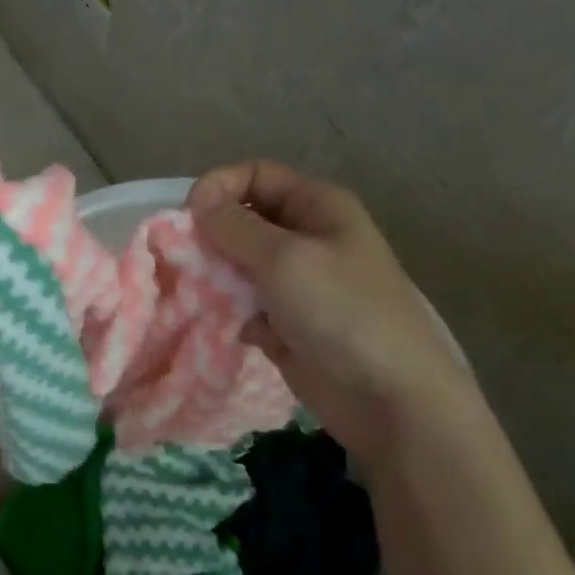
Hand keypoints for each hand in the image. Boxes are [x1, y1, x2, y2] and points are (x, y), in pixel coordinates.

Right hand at [189, 160, 473, 460]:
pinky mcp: (285, 322)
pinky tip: (221, 323)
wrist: (389, 398)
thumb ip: (234, 226)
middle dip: (211, 233)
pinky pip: (243, 303)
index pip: (255, 175)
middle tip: (185, 259)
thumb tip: (198, 201)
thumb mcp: (284, 257)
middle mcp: (306, 237)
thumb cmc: (341, 311)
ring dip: (214, 274)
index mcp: (317, 207)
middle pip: (243, 218)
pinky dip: (227, 309)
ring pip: (238, 262)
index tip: (188, 217)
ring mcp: (296, 282)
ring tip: (197, 292)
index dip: (218, 187)